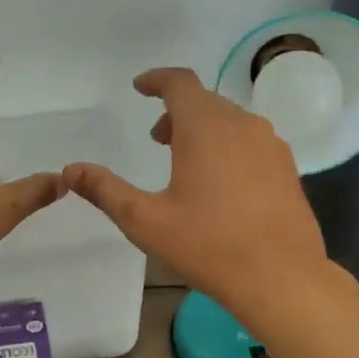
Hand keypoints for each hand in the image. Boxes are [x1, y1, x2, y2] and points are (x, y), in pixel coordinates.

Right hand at [63, 68, 327, 314]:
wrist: (281, 277)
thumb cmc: (208, 245)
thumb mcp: (145, 220)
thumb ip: (106, 190)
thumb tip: (70, 171)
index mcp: (205, 127)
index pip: (180, 83)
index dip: (157, 80)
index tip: (140, 87)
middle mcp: (242, 125)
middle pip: (204, 101)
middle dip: (176, 113)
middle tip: (156, 139)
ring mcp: (270, 145)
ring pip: (230, 122)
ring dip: (202, 130)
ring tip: (184, 163)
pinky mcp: (287, 168)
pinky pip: (250, 142)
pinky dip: (227, 147)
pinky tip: (220, 185)